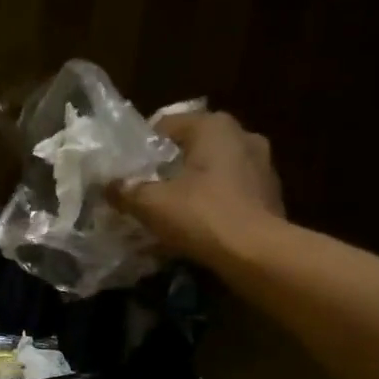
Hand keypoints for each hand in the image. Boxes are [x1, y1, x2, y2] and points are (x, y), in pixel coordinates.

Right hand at [110, 111, 284, 265]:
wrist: (257, 254)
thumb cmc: (202, 216)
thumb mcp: (152, 204)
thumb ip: (126, 191)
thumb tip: (108, 185)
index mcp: (214, 126)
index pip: (167, 124)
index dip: (141, 146)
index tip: (127, 170)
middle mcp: (243, 135)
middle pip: (193, 147)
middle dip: (169, 167)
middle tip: (146, 190)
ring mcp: (263, 165)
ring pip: (214, 169)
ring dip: (193, 185)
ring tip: (171, 210)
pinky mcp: (271, 195)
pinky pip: (231, 192)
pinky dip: (213, 203)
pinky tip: (197, 225)